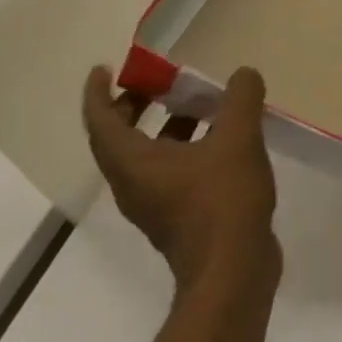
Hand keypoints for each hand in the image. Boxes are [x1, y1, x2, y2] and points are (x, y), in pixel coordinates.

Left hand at [82, 65, 278, 290]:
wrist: (233, 272)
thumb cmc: (222, 201)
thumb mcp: (237, 139)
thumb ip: (239, 100)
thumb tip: (243, 75)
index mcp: (133, 164)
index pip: (100, 122)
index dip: (97, 92)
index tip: (104, 68)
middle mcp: (134, 184)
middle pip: (118, 139)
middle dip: (132, 106)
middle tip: (156, 81)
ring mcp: (156, 204)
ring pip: (147, 156)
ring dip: (163, 126)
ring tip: (196, 103)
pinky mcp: (179, 217)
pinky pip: (170, 171)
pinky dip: (184, 147)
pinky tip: (221, 139)